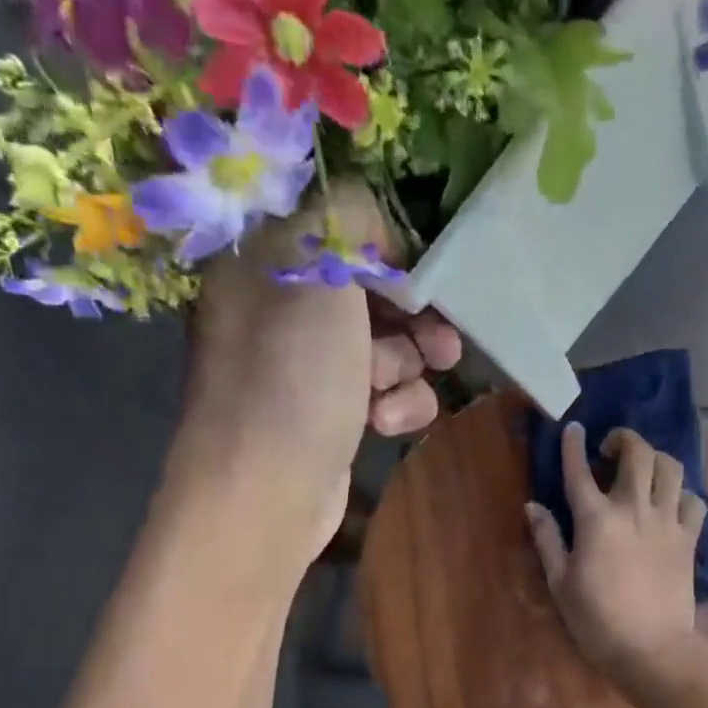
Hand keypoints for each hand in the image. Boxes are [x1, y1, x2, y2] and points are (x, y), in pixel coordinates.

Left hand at [170, 183, 459, 568]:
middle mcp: (281, 310)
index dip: (389, 249)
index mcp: (263, 261)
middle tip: (444, 340)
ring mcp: (306, 367)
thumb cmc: (292, 375)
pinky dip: (395, 405)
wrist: (267, 489)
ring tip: (400, 387)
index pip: (337, 230)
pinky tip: (385, 423)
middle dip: (414, 317)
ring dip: (406, 366)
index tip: (424, 273)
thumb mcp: (318, 273)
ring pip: (385, 347)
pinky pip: (382, 392)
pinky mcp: (330, 414)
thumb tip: (373, 218)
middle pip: (370, 294)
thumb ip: (349, 219)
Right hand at [526, 424, 706, 687]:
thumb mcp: (560, 583)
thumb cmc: (597, 621)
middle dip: (624, 439)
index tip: (573, 429)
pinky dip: (683, 494)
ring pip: (671, 468)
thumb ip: (547, 540)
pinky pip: (694, 501)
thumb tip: (533, 506)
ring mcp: (667, 522)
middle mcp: (634, 509)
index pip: (580, 470)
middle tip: (612, 448)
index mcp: (597, 520)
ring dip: (656, 459)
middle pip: (638, 453)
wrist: (651, 650)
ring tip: (645, 469)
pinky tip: (672, 503)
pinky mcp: (689, 539)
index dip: (573, 445)